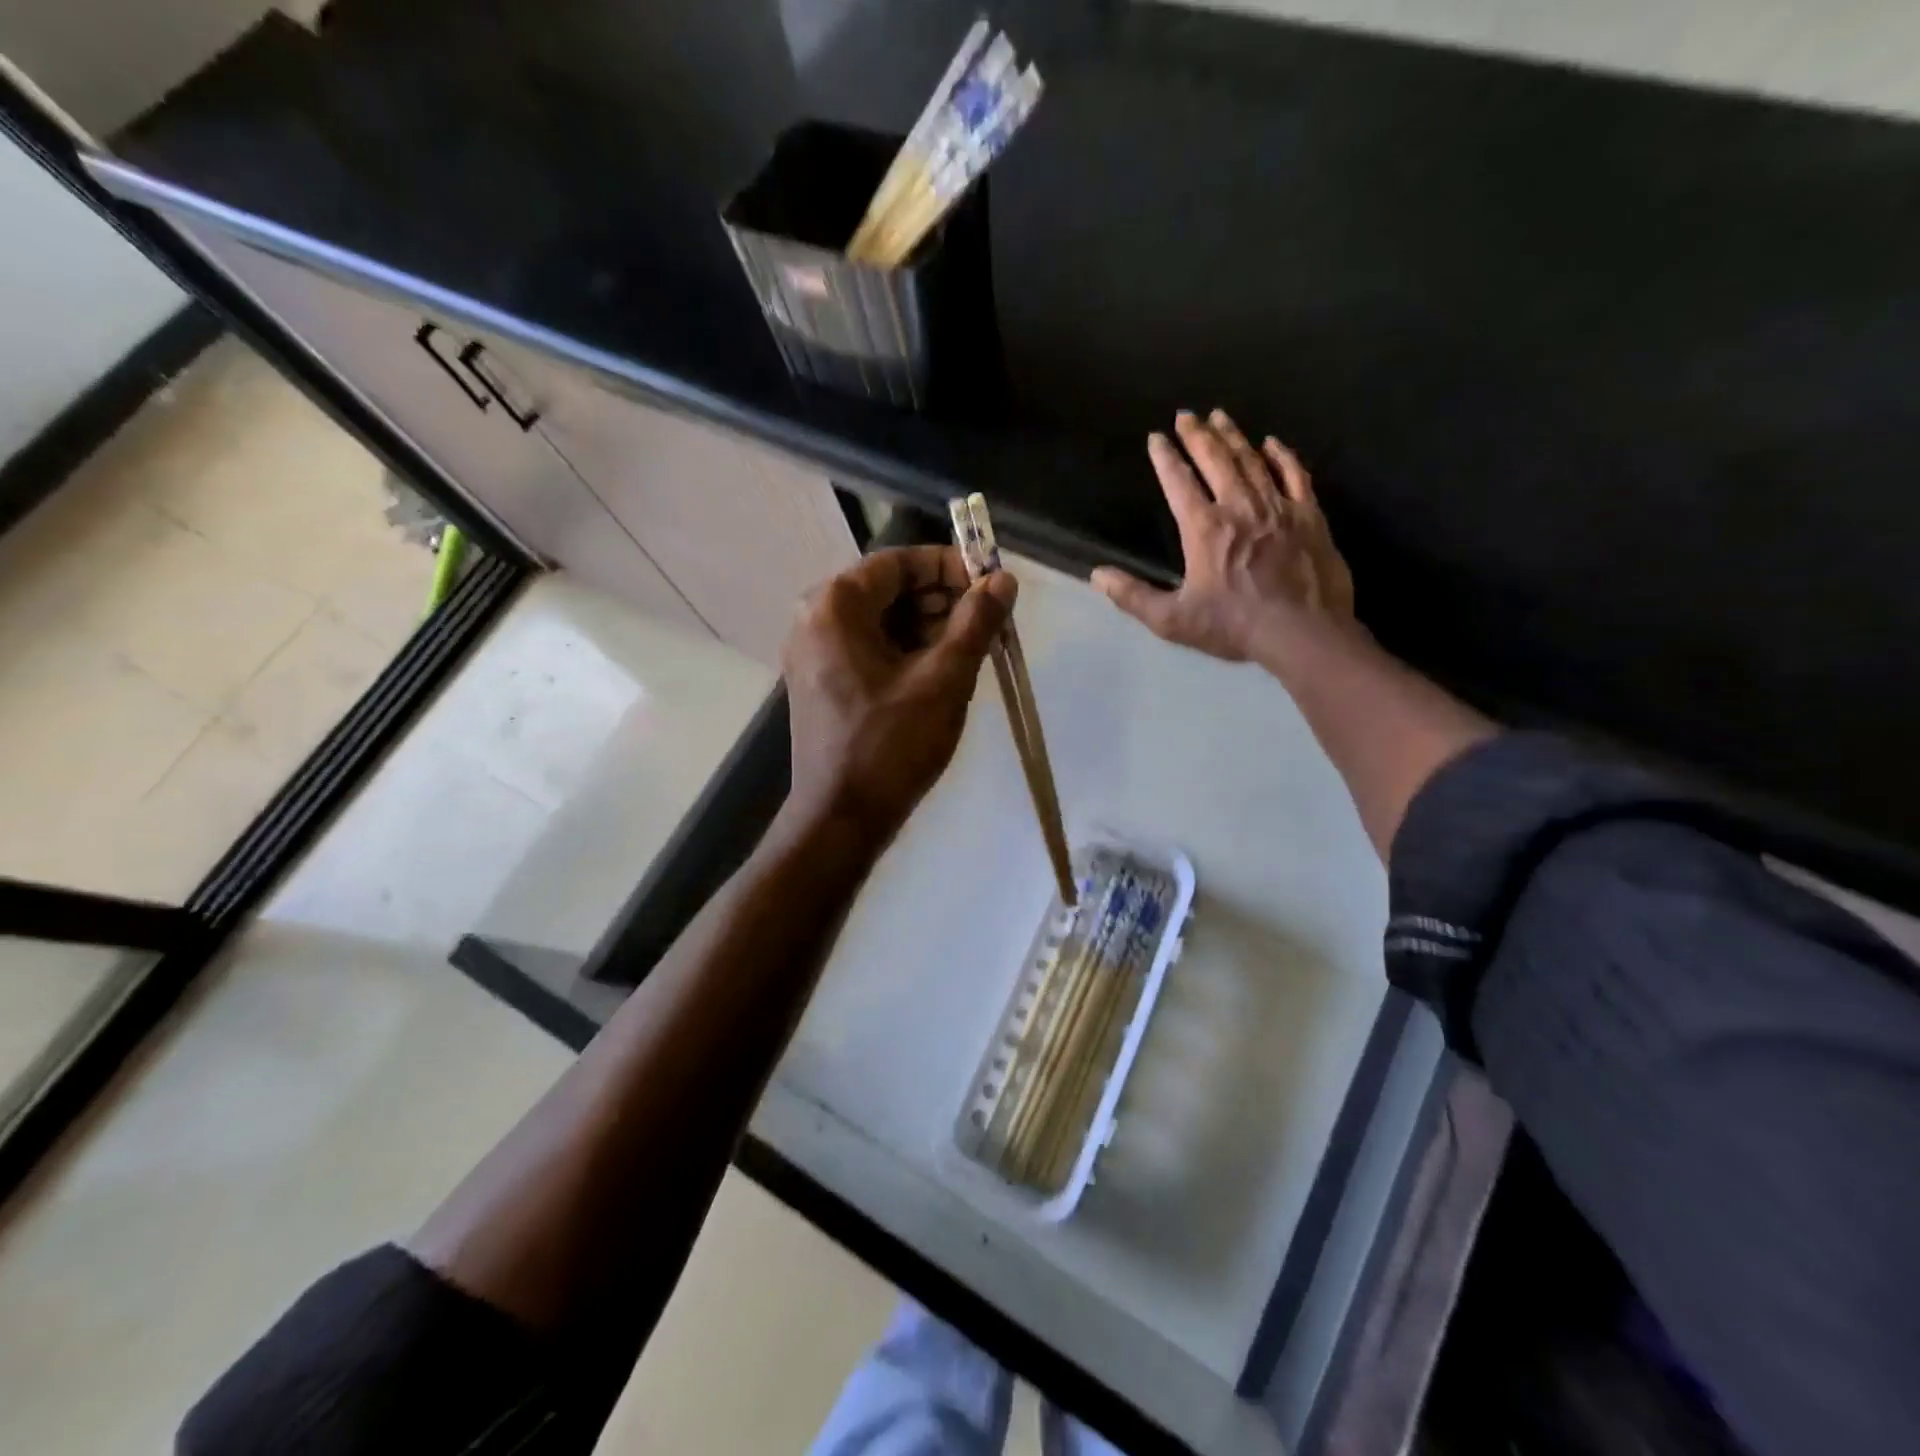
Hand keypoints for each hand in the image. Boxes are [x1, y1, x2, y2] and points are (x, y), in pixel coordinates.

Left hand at [783, 545, 1016, 842]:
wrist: (841, 819)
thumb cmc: (891, 745)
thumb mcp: (944, 680)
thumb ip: (975, 623)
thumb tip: (1003, 580)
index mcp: (835, 605)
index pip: (900, 562)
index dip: (950, 566)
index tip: (992, 585)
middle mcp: (815, 619)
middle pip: (889, 589)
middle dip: (942, 600)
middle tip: (989, 622)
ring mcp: (815, 653)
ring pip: (882, 621)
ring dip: (929, 628)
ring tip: (974, 650)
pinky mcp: (823, 682)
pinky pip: (870, 649)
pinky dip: (907, 652)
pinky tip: (944, 672)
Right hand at [1091, 410, 1353, 661]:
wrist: (1302, 631)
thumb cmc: (1233, 626)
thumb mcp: (1172, 620)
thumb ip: (1132, 596)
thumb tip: (1097, 575)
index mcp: (1204, 528)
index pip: (1179, 483)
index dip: (1165, 458)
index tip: (1155, 437)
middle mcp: (1239, 506)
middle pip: (1215, 460)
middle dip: (1197, 435)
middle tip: (1186, 414)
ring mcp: (1277, 506)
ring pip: (1252, 460)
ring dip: (1233, 436)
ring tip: (1220, 416)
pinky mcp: (1309, 515)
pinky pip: (1295, 474)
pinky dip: (1282, 455)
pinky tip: (1272, 443)